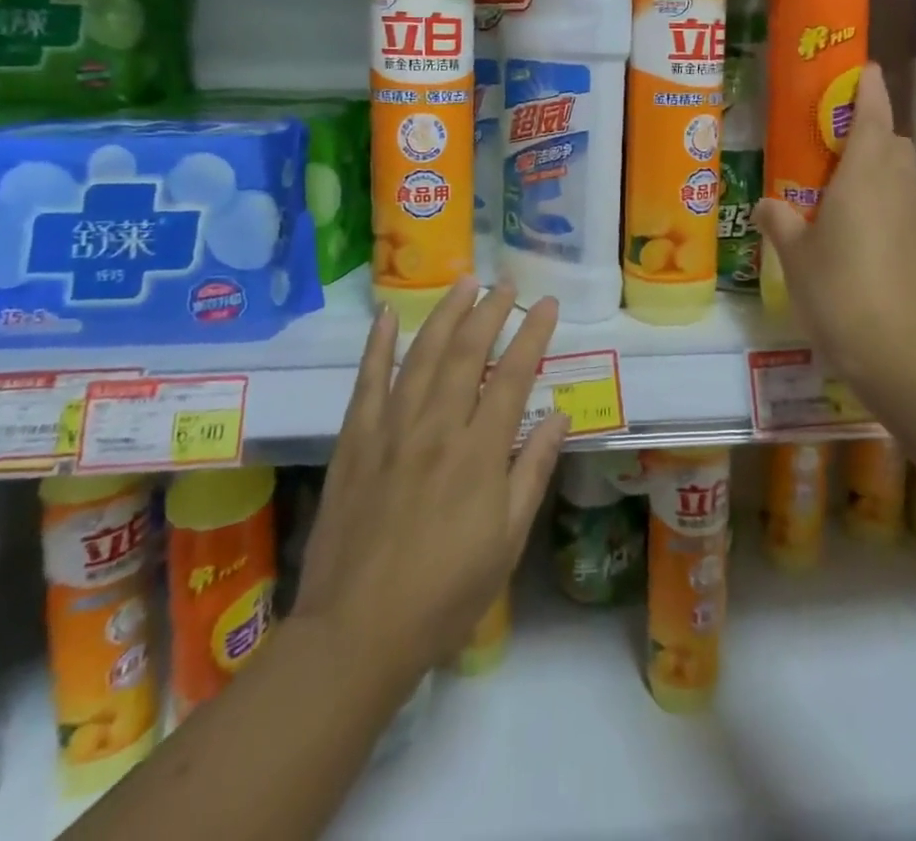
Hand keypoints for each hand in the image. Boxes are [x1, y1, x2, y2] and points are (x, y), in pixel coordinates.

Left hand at [293, 279, 568, 683]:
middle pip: (467, 353)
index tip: (546, 304)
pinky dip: (378, 346)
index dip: (532, 334)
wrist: (355, 633)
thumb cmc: (445, 594)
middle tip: (505, 284)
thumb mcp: (507, 541)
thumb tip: (561, 416)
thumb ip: (533, 471)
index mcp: (479, 453)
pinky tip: (388, 317)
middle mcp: (437, 427)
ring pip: (422, 356)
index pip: (513, 376)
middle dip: (490, 311)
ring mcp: (391, 430)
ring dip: (445, 315)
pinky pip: (368, 382)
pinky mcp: (355, 442)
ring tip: (463, 282)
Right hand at [753, 63, 915, 382]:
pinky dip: (900, 218)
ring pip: (908, 180)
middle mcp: (903, 185)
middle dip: (871, 138)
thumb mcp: (795, 256)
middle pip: (893, 144)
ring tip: (855, 212)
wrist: (901, 353)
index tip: (865, 70)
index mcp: (865, 175)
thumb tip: (765, 204)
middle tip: (839, 161)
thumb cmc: (837, 291)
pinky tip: (881, 253)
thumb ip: (779, 221)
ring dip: (885, 180)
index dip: (869, 88)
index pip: (872, 114)